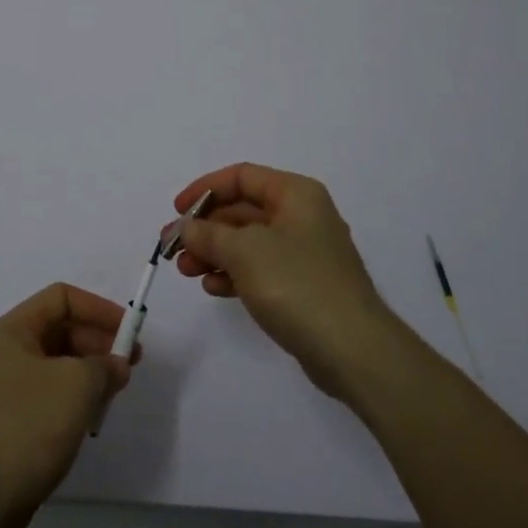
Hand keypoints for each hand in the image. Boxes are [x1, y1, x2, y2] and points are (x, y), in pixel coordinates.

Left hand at [0, 283, 134, 527]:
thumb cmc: (28, 426)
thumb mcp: (77, 385)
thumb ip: (105, 366)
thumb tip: (117, 365)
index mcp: (14, 330)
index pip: (62, 298)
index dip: (98, 308)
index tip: (128, 331)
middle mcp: (8, 351)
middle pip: (61, 329)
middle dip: (98, 342)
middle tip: (130, 363)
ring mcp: (8, 388)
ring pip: (58, 364)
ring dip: (90, 371)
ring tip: (116, 391)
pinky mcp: (12, 421)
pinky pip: (51, 394)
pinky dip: (75, 397)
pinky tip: (93, 416)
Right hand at [174, 163, 399, 401]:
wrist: (353, 350)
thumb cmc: (297, 284)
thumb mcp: (244, 251)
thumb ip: (207, 234)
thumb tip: (183, 228)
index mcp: (295, 194)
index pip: (241, 177)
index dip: (204, 189)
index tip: (176, 212)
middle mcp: (302, 216)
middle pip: (243, 210)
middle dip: (206, 227)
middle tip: (173, 248)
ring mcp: (305, 253)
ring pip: (249, 242)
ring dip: (215, 252)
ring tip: (186, 271)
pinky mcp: (304, 286)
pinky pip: (261, 269)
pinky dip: (235, 273)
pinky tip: (214, 288)